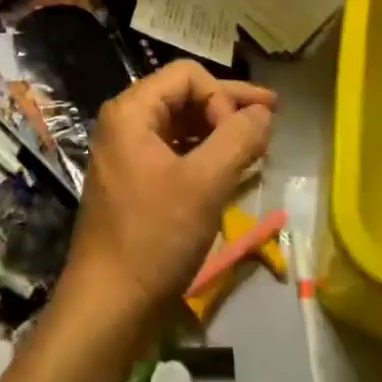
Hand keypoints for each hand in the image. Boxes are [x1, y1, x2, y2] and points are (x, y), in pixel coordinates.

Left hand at [57, 61, 275, 331]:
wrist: (108, 305)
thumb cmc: (154, 237)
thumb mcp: (204, 184)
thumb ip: (237, 139)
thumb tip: (263, 113)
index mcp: (131, 111)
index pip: (188, 76)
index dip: (222, 96)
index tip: (242, 134)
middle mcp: (125, 123)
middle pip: (184, 95)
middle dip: (229, 105)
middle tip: (273, 114)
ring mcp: (128, 153)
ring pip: (182, 124)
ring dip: (220, 130)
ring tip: (258, 142)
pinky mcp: (135, 181)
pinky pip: (175, 151)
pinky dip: (205, 153)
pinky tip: (232, 166)